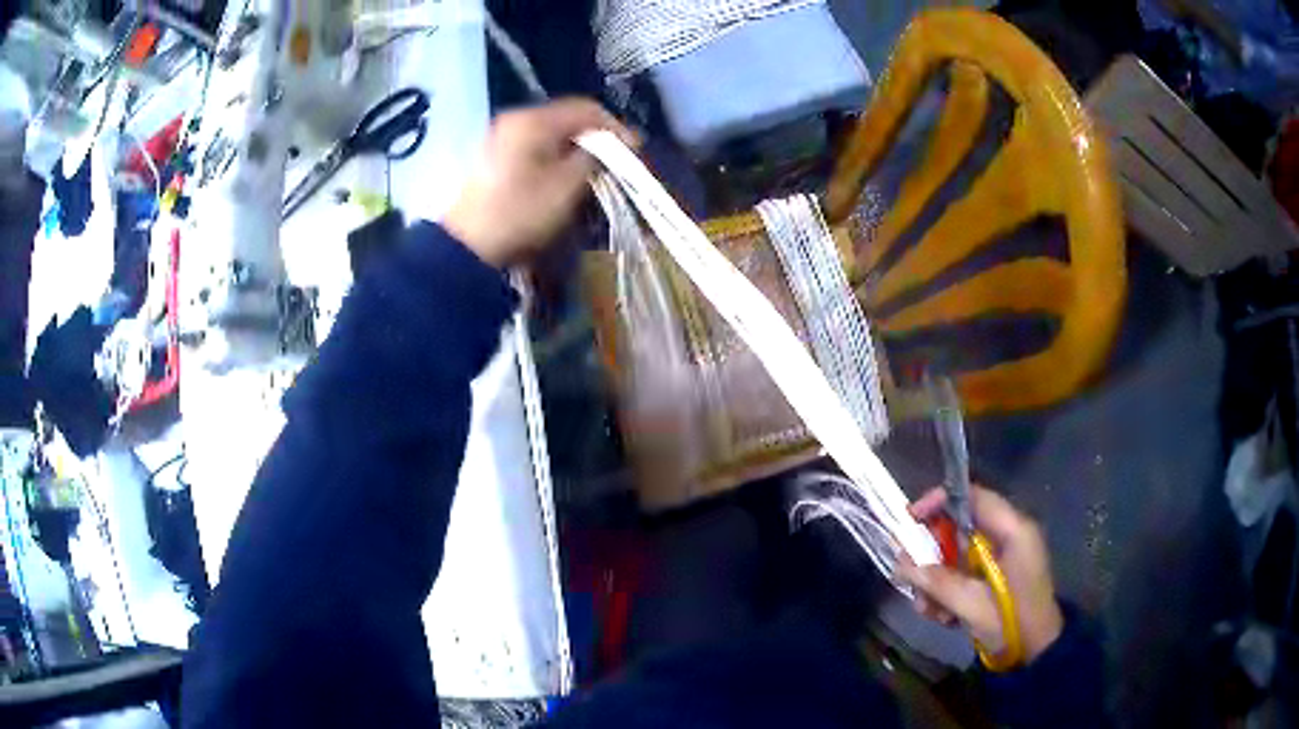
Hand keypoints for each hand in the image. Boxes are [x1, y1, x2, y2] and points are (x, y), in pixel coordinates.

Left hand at [442, 98, 637, 267]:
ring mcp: (501, 136)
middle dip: (596, 137)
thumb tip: (615, 144)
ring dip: (576, 148)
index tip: (635, 149)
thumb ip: (594, 158)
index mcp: (532, 120)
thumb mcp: (566, 186)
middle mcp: (515, 119)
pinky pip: (535, 145)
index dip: (615, 127)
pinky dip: (555, 155)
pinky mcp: (494, 156)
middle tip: (617, 161)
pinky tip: (564, 176)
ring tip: (594, 171)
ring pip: (551, 132)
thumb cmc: (520, 213)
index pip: (585, 109)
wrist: (467, 246)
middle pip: (566, 117)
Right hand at [898, 486, 1063, 663]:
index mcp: (1013, 530)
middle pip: (960, 529)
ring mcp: (1004, 558)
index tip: (910, 518)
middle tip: (911, 579)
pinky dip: (949, 592)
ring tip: (928, 610)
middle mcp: (1009, 537)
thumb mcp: (971, 603)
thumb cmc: (1011, 621)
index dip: (939, 501)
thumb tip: (900, 562)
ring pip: (957, 555)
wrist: (1036, 652)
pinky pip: (965, 574)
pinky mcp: (997, 578)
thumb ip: (936, 581)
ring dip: (937, 582)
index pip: (973, 497)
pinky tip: (943, 617)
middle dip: (932, 557)